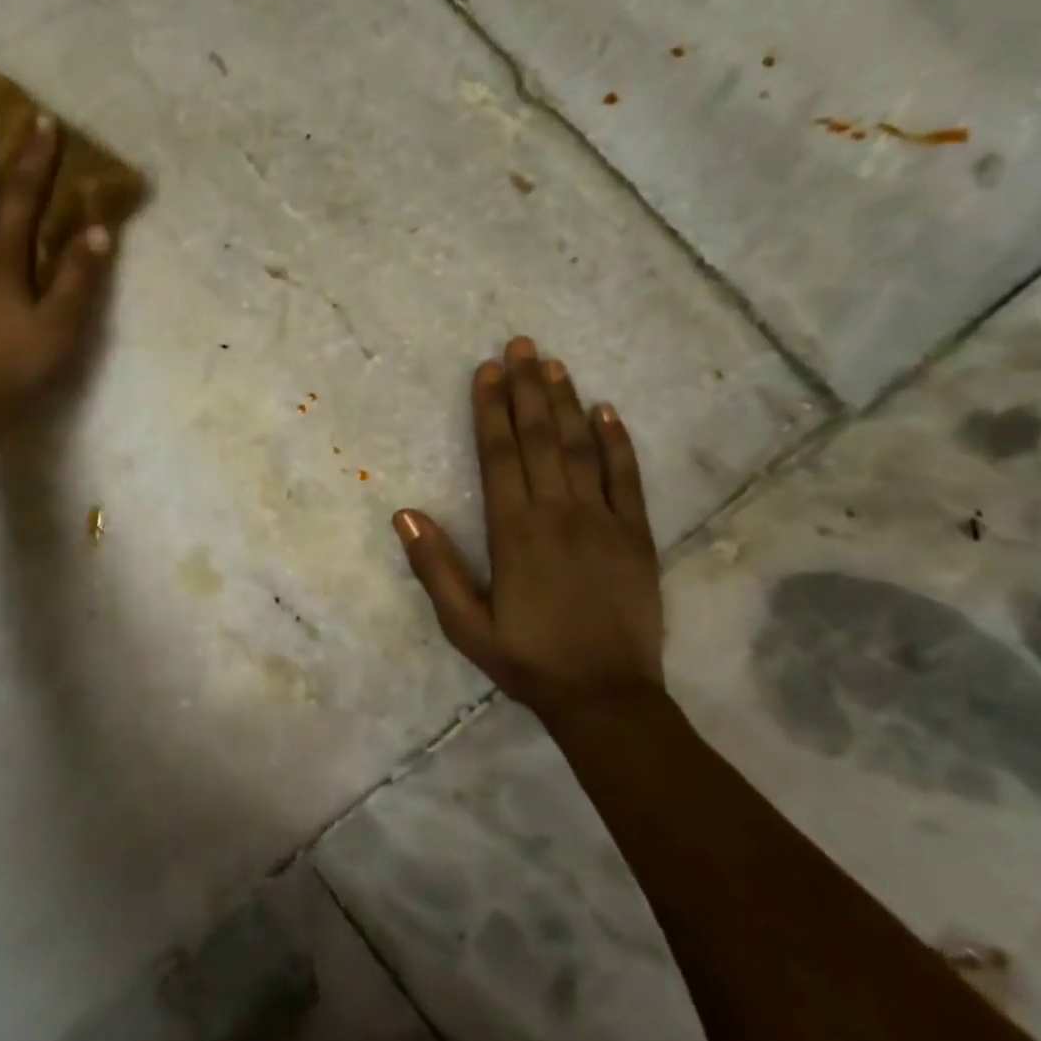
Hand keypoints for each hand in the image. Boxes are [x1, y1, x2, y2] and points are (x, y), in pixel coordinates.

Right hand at [393, 336, 665, 723]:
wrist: (606, 696)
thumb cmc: (528, 659)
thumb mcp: (465, 626)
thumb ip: (435, 568)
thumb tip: (404, 513)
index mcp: (514, 532)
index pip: (499, 456)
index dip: (491, 410)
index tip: (486, 371)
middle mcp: (558, 513)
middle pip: (539, 438)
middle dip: (526, 389)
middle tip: (520, 344)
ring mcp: (603, 520)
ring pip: (581, 448)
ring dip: (566, 402)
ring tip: (554, 363)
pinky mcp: (636, 534)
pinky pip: (627, 478)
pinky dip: (618, 442)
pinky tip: (608, 412)